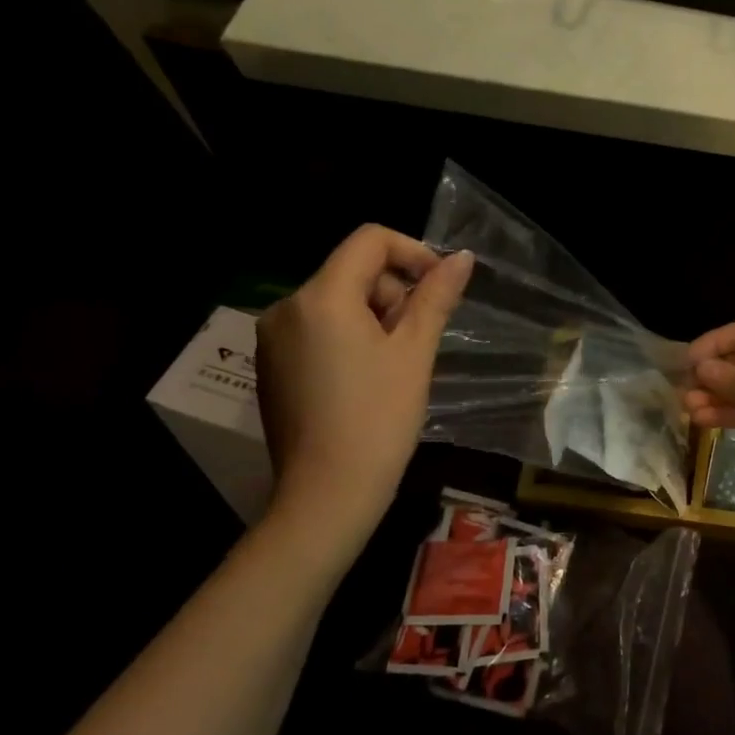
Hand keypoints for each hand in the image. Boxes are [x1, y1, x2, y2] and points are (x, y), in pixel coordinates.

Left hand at [255, 225, 473, 557]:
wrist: (327, 494)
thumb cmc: (379, 418)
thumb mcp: (415, 351)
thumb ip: (436, 296)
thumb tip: (461, 258)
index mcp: (320, 297)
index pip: (370, 240)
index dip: (413, 252)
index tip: (441, 287)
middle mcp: (286, 307)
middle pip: (353, 270)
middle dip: (394, 292)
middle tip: (419, 339)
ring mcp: (273, 338)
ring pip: (337, 301)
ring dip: (376, 315)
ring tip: (398, 362)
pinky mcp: (272, 365)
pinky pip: (318, 328)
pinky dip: (350, 336)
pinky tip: (369, 377)